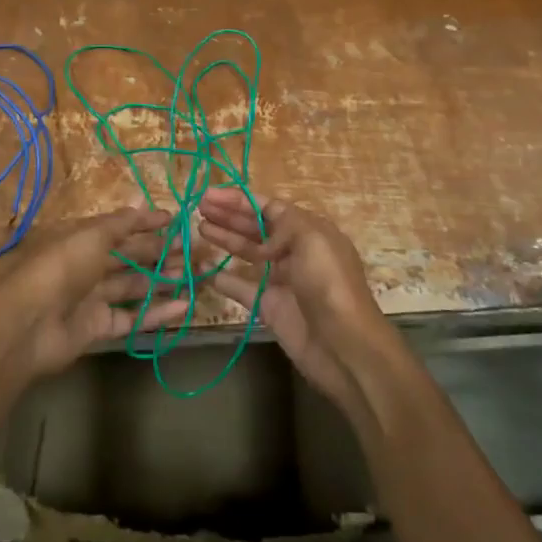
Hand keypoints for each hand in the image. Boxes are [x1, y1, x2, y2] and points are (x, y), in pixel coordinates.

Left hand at [0, 205, 187, 391]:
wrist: (27, 325)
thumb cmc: (60, 268)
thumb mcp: (91, 236)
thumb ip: (121, 223)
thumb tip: (144, 203)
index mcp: (82, 238)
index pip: (120, 227)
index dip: (148, 222)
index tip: (178, 220)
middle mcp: (88, 265)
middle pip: (131, 256)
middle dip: (162, 250)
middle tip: (196, 249)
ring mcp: (93, 298)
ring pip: (135, 285)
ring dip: (164, 279)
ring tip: (197, 273)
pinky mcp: (99, 327)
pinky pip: (133, 316)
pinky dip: (158, 311)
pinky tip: (185, 305)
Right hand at [197, 189, 404, 420]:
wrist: (343, 345)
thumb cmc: (329, 284)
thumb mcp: (312, 239)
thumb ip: (284, 224)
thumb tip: (263, 237)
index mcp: (309, 231)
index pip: (269, 207)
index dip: (239, 200)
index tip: (209, 195)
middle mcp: (295, 252)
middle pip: (256, 227)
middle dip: (229, 216)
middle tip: (198, 207)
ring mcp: (282, 280)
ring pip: (248, 254)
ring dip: (225, 240)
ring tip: (199, 229)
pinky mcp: (270, 307)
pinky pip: (242, 288)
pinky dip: (224, 278)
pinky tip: (204, 269)